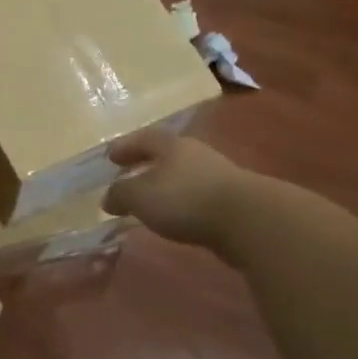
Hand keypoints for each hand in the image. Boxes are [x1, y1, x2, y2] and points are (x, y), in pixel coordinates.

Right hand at [103, 129, 251, 246]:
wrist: (248, 220)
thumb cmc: (185, 199)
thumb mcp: (140, 196)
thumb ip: (120, 194)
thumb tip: (108, 198)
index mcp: (171, 145)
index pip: (144, 138)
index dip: (126, 146)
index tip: (110, 156)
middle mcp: (195, 153)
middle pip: (166, 154)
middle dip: (146, 164)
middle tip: (128, 176)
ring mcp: (218, 175)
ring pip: (183, 175)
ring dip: (165, 185)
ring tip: (150, 202)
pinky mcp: (232, 199)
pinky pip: (197, 195)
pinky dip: (182, 202)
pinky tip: (175, 217)